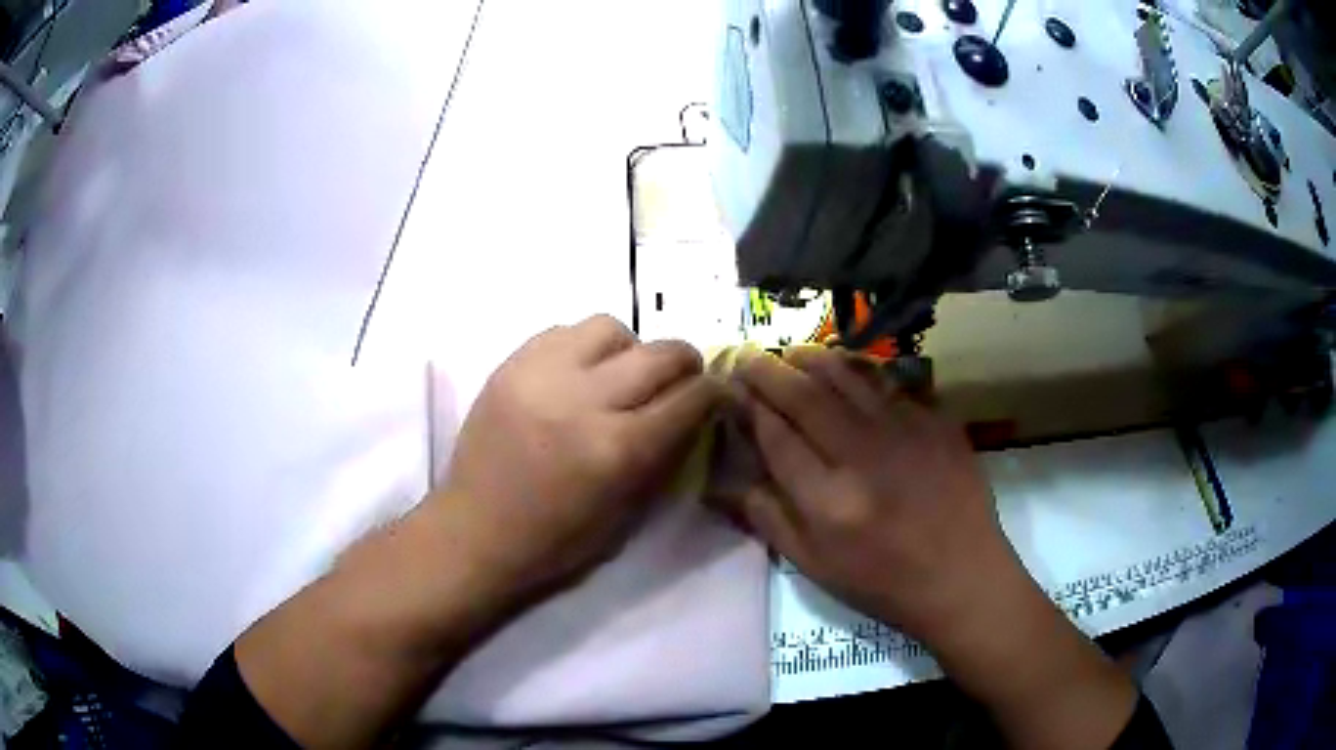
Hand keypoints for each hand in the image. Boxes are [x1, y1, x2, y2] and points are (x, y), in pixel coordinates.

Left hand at [438, 315, 720, 597]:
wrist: (474, 531)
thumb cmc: (554, 541)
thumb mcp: (626, 515)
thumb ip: (664, 458)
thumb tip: (693, 415)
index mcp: (617, 450)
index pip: (689, 399)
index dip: (714, 393)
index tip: (717, 393)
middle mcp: (583, 400)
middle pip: (659, 353)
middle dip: (685, 362)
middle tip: (682, 377)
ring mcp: (541, 375)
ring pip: (609, 327)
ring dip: (630, 348)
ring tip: (621, 374)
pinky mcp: (510, 364)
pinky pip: (562, 331)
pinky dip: (583, 347)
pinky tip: (578, 374)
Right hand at [724, 347, 1011, 641]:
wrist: (961, 575)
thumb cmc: (882, 581)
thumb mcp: (814, 567)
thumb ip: (769, 519)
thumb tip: (729, 479)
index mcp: (828, 502)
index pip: (776, 437)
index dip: (749, 407)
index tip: (732, 389)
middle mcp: (864, 457)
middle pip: (805, 397)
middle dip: (769, 371)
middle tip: (750, 355)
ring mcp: (906, 432)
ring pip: (848, 377)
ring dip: (813, 358)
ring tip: (792, 352)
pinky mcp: (937, 421)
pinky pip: (891, 382)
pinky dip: (861, 369)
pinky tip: (849, 368)